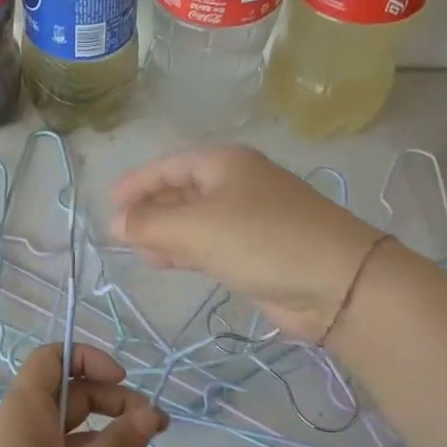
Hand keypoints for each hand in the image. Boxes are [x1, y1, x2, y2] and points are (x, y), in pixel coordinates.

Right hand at [109, 145, 380, 341]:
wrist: (337, 283)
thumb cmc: (261, 239)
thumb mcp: (196, 227)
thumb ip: (150, 224)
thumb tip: (114, 223)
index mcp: (224, 163)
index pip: (169, 165)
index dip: (137, 182)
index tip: (109, 203)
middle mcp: (236, 184)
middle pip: (181, 190)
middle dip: (149, 209)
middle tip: (118, 231)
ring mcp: (248, 218)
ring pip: (194, 220)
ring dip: (164, 232)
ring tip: (134, 249)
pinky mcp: (256, 251)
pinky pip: (209, 244)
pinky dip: (184, 250)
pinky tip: (163, 261)